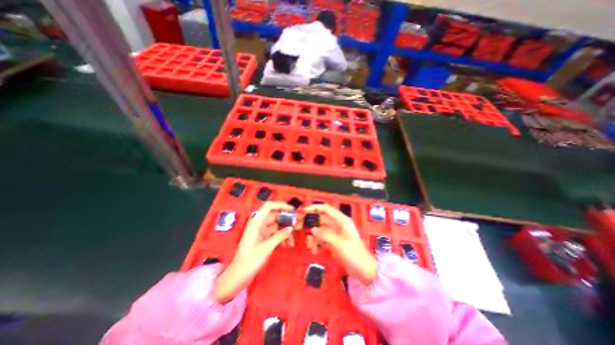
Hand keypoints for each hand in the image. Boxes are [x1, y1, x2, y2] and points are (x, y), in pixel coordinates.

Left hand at [215, 200, 294, 302]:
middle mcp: (259, 224)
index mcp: (256, 222)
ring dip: (285, 231)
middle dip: (286, 220)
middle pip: (275, 216)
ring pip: (277, 225)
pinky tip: (287, 245)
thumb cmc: (249, 261)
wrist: (238, 277)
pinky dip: (282, 237)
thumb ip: (279, 236)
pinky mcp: (263, 239)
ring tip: (293, 240)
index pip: (269, 206)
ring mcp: (261, 232)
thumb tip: (291, 228)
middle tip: (297, 225)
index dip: (281, 205)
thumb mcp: (266, 248)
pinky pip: (275, 234)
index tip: (292, 210)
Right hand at [305, 205, 376, 285]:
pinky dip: (317, 243)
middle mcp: (338, 225)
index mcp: (342, 221)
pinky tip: (314, 250)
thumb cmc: (354, 254)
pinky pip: (322, 239)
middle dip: (311, 223)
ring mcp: (335, 234)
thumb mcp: (339, 244)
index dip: (315, 208)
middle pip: (322, 219)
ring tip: (309, 245)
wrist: (364, 271)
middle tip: (300, 228)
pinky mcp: (334, 242)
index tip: (304, 211)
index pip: (327, 209)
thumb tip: (313, 229)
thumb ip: (325, 235)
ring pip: (320, 230)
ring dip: (313, 236)